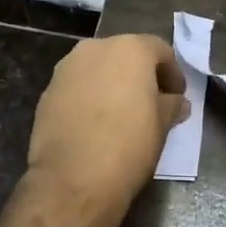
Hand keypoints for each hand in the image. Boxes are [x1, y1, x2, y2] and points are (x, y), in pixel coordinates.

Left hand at [26, 34, 188, 214]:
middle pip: (126, 54)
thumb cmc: (129, 144)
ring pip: (98, 69)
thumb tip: (177, 102)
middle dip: (140, 75)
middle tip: (151, 102)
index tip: (178, 97)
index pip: (160, 51)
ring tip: (121, 113)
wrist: (73, 178)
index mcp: (130, 49)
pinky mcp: (47, 91)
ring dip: (111, 84)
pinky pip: (77, 87)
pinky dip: (89, 97)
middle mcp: (96, 48)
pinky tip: (95, 124)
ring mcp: (67, 68)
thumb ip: (171, 106)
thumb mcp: (162, 125)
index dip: (173, 73)